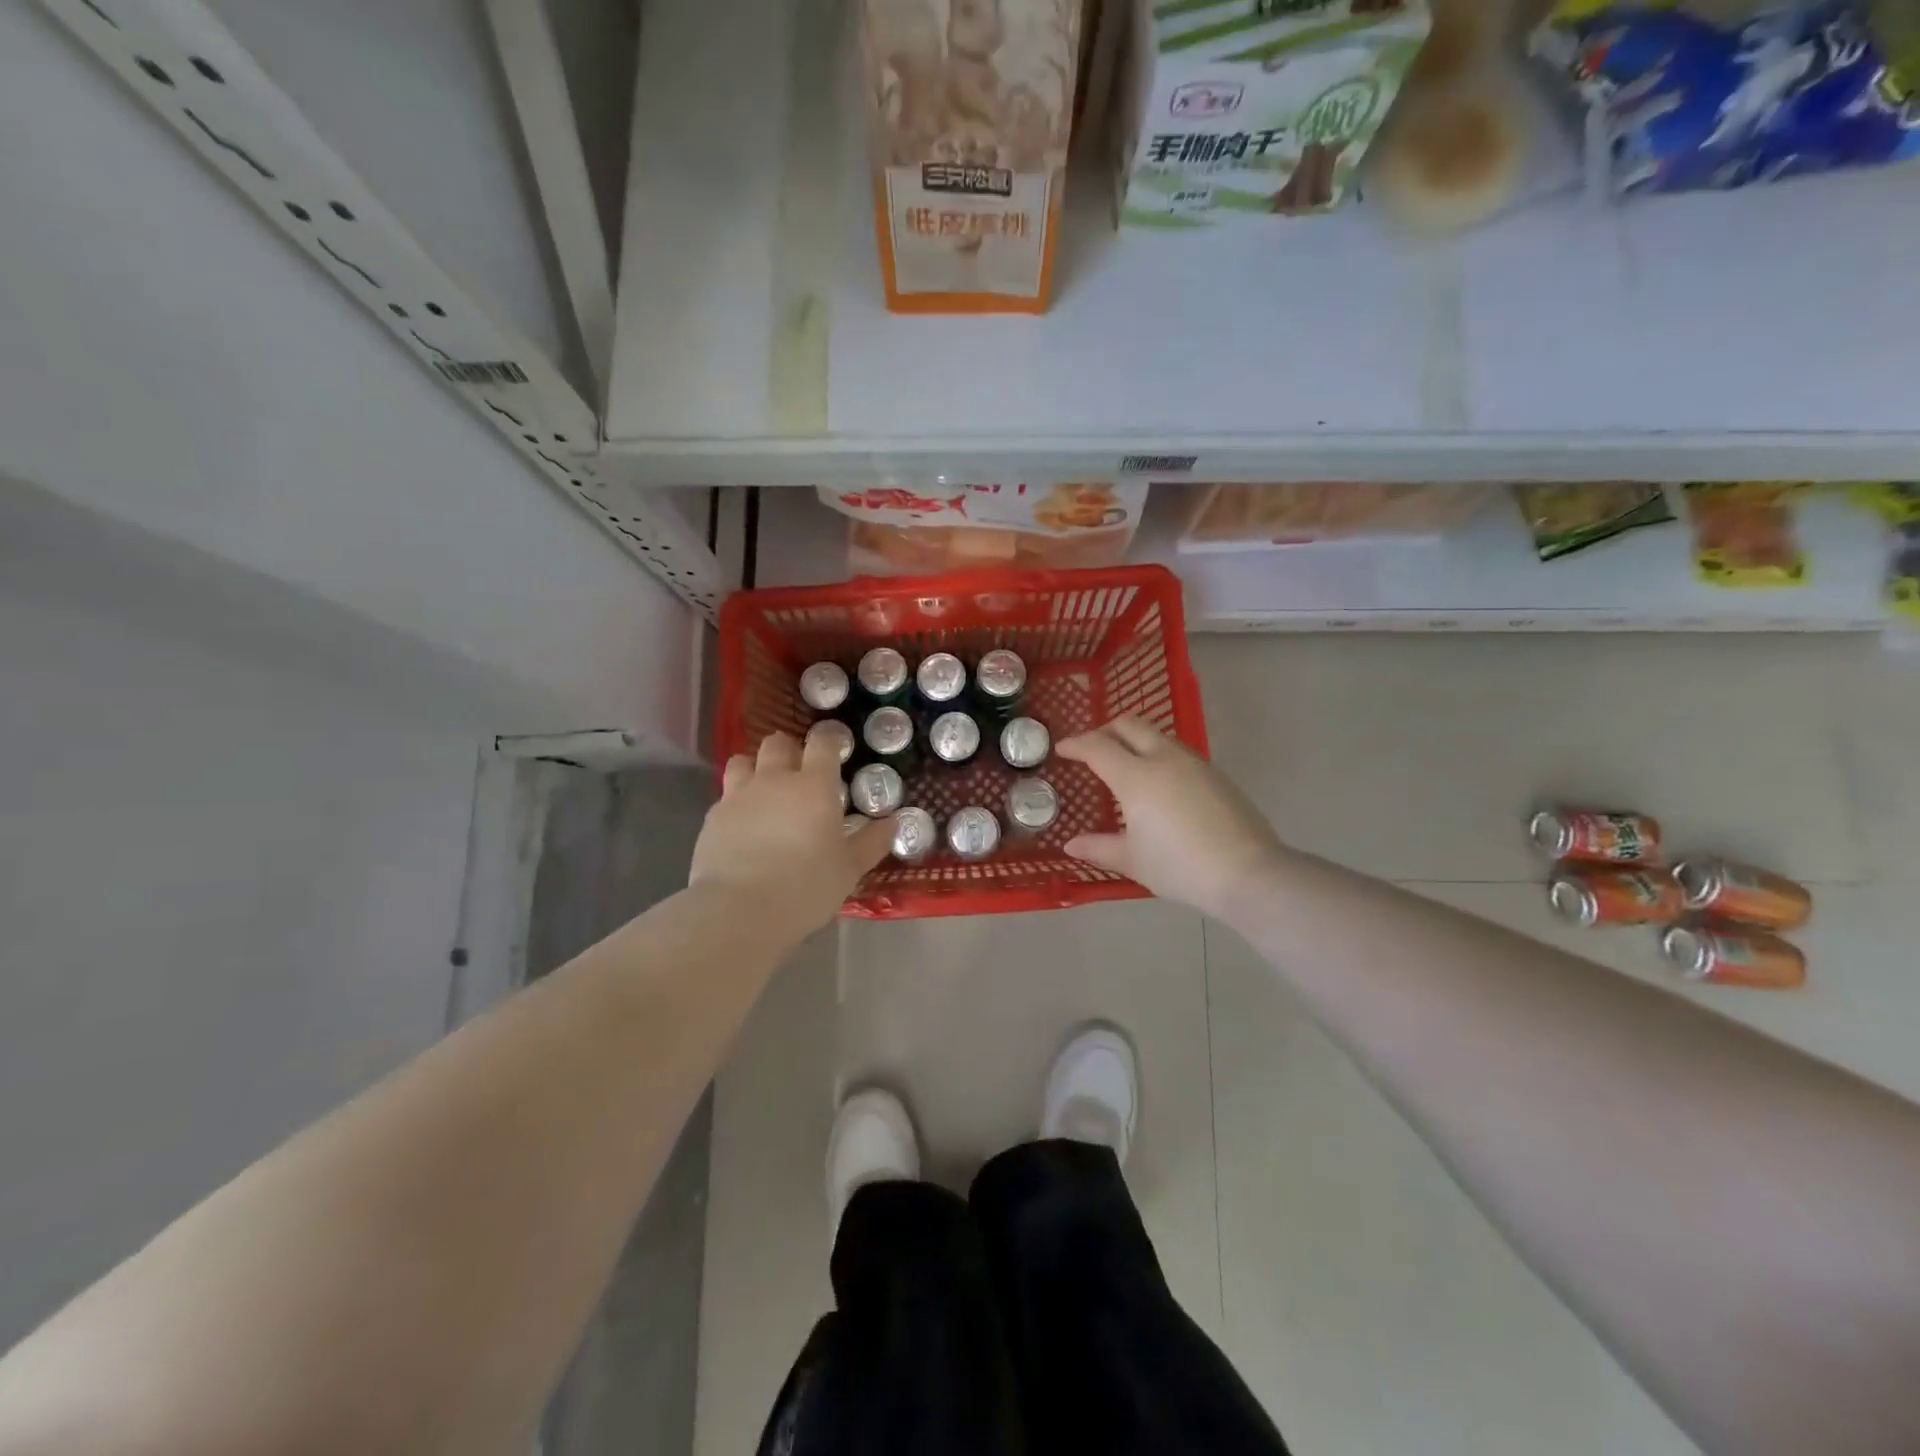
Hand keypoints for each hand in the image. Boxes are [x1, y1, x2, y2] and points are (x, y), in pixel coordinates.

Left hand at [690, 730, 893, 935]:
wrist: (739, 910)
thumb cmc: (805, 887)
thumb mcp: (849, 869)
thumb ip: (871, 842)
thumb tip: (892, 822)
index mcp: (814, 785)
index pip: (822, 742)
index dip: (829, 738)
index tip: (835, 745)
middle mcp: (775, 779)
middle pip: (778, 742)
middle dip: (790, 749)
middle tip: (799, 771)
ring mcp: (739, 795)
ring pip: (743, 760)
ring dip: (756, 767)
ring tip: (765, 789)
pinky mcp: (712, 817)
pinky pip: (726, 795)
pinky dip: (736, 801)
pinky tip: (743, 824)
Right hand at [1057, 716, 1286, 922]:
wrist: (1247, 873)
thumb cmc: (1180, 866)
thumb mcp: (1133, 860)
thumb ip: (1099, 847)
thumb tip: (1071, 845)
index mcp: (1136, 777)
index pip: (1098, 747)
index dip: (1076, 745)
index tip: (1063, 749)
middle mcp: (1164, 759)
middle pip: (1129, 725)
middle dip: (1105, 730)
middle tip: (1092, 748)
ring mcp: (1194, 763)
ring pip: (1157, 735)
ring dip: (1134, 740)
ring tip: (1125, 763)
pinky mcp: (1216, 774)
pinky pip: (1178, 752)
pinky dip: (1158, 754)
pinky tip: (1159, 783)